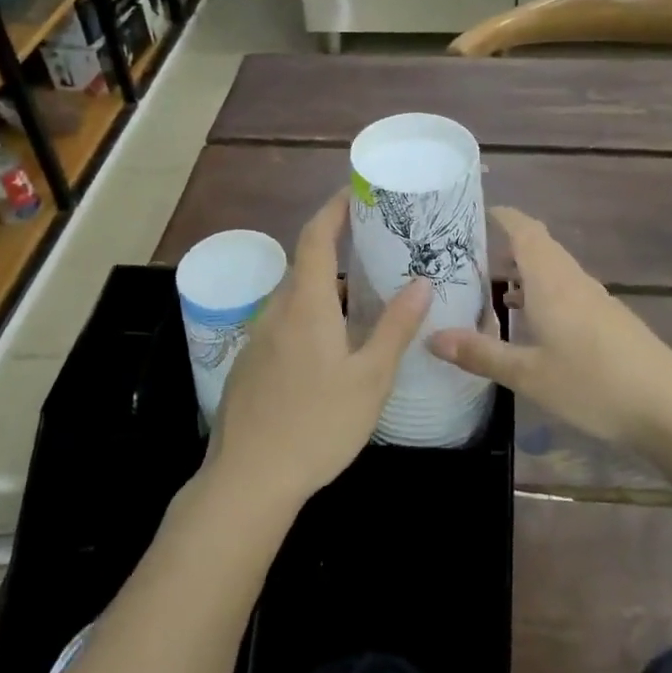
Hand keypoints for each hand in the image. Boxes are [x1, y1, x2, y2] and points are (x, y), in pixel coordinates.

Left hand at [208, 190, 432, 513]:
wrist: (248, 480)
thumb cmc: (317, 425)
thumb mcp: (370, 379)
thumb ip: (396, 327)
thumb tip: (422, 282)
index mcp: (306, 305)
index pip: (316, 237)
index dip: (334, 209)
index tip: (356, 192)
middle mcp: (276, 312)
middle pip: (306, 266)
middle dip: (337, 248)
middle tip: (376, 249)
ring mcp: (257, 339)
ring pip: (295, 298)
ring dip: (326, 288)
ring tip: (363, 298)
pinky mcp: (250, 366)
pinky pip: (284, 324)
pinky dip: (310, 316)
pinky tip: (330, 347)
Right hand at [427, 207, 671, 451]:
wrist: (669, 407)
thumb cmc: (593, 385)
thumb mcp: (528, 375)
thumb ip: (480, 353)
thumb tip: (431, 336)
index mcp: (552, 282)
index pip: (525, 230)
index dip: (501, 215)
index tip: (471, 211)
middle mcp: (574, 281)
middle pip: (539, 246)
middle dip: (505, 243)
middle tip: (465, 254)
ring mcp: (596, 299)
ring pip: (554, 270)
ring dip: (523, 270)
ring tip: (487, 286)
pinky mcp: (609, 319)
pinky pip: (566, 290)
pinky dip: (541, 292)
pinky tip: (529, 321)